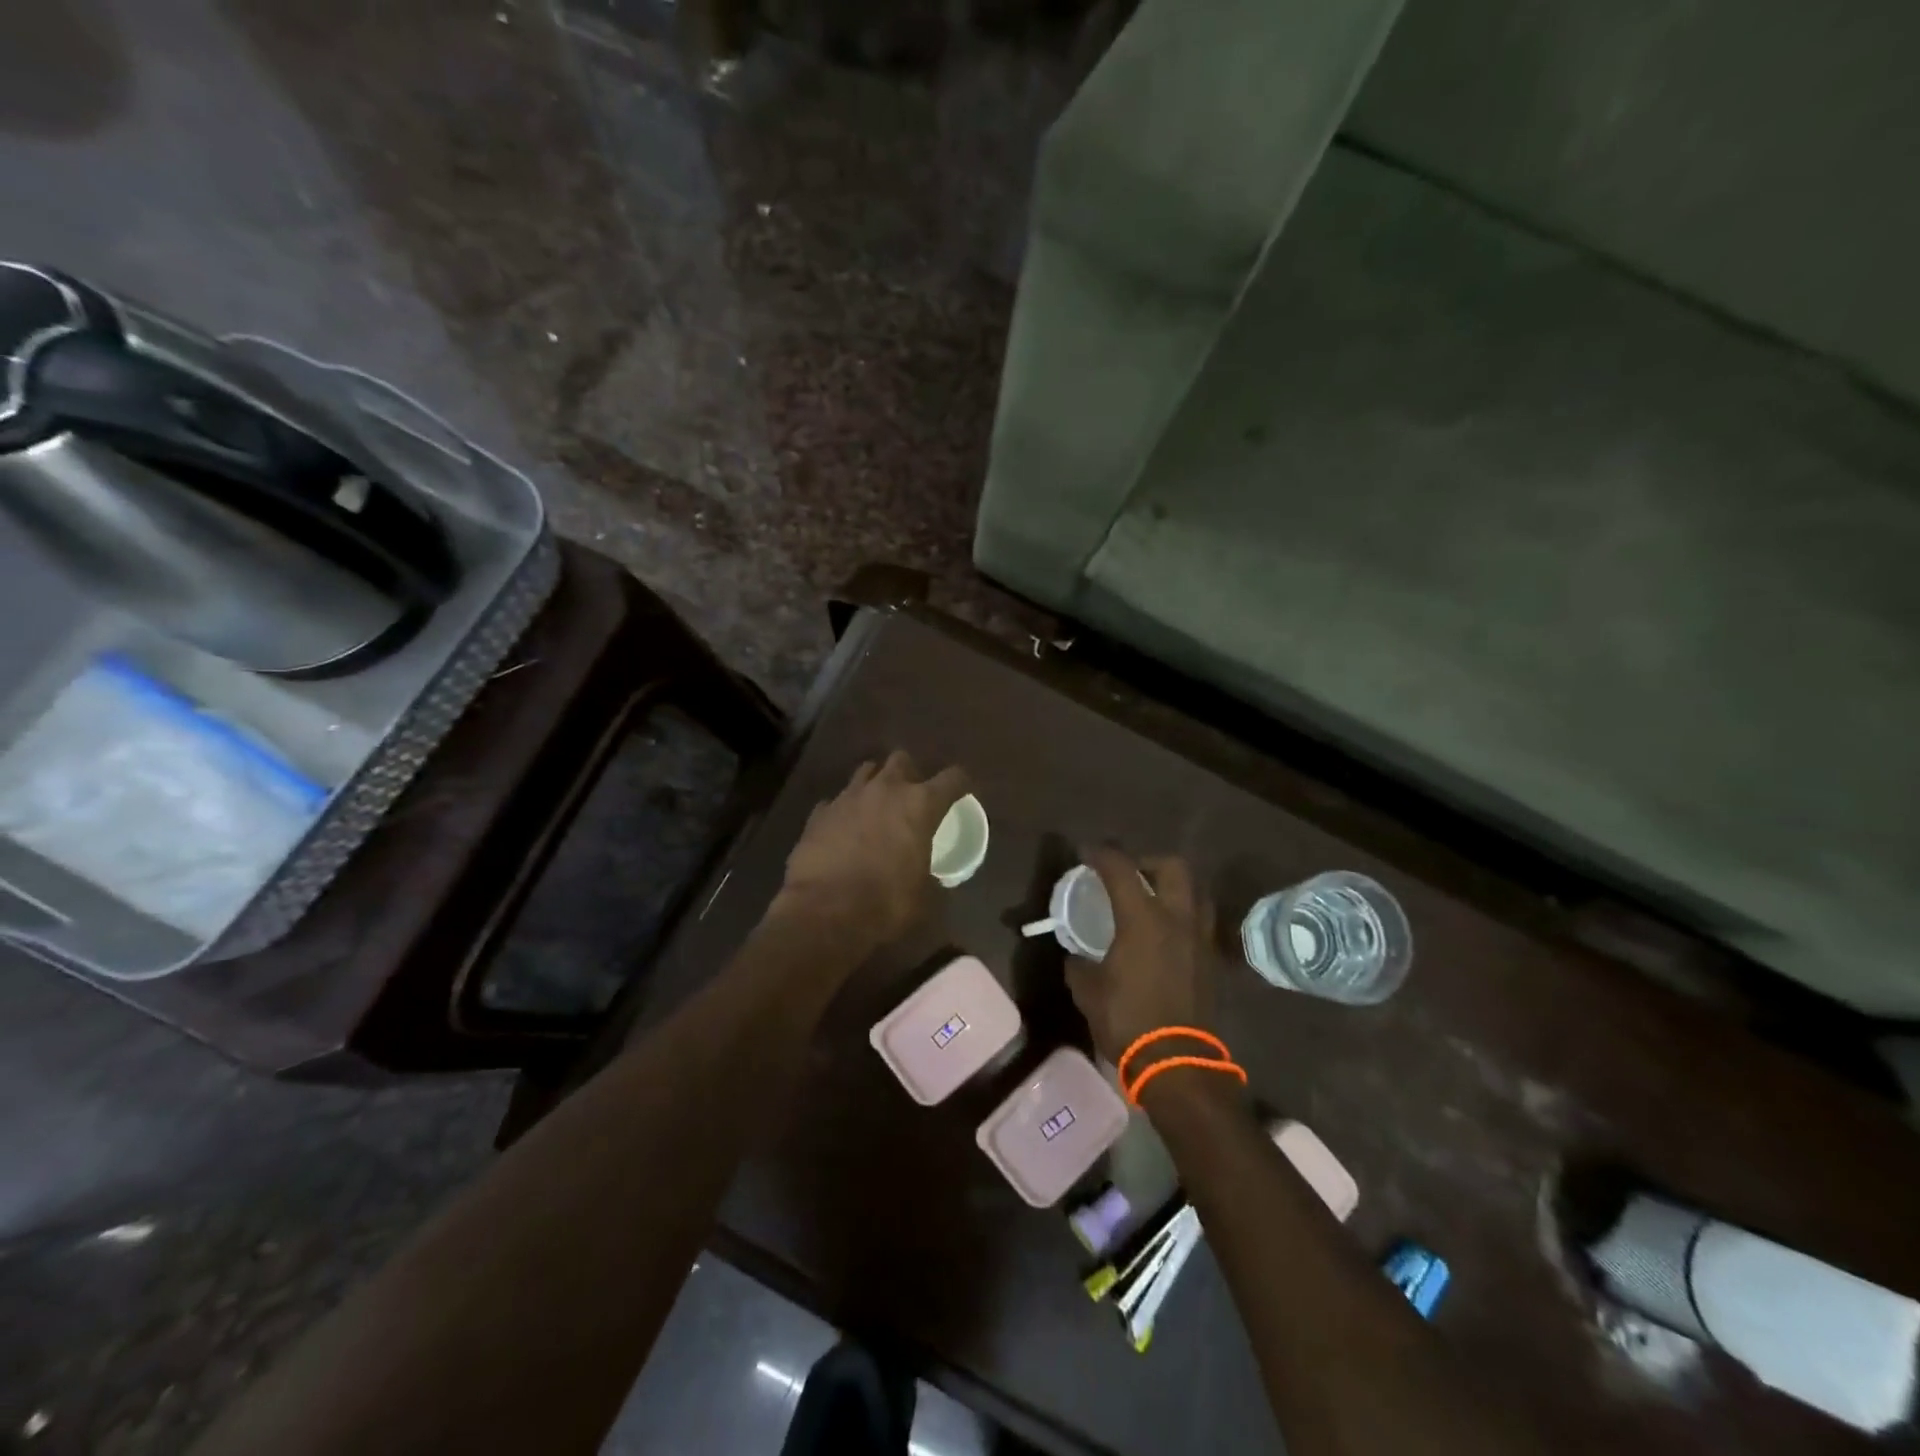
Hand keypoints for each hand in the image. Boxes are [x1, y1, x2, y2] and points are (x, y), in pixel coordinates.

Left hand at [779, 750, 968, 949]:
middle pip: (902, 760)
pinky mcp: (819, 812)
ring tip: (878, 805)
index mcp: (920, 805)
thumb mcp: (924, 896)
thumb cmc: (885, 903)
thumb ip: (931, 876)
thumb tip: (933, 879)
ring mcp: (848, 797)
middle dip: (911, 772)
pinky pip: (837, 800)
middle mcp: (885, 790)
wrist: (823, 911)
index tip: (963, 792)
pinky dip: (845, 810)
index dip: (961, 783)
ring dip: (876, 783)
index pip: (952, 778)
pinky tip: (844, 828)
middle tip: (913, 795)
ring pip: (866, 771)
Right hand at [1065, 848, 1217, 1067]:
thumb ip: (1079, 965)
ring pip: (1195, 890)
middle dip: (1148, 860)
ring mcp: (1200, 938)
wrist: (1178, 1063)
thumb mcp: (1088, 991)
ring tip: (1151, 898)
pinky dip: (1183, 913)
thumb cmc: (1128, 1021)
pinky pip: (1200, 920)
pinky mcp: (1211, 960)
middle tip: (1129, 873)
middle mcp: (1177, 918)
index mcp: (1143, 919)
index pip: (1121, 869)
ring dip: (1173, 885)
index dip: (1100, 854)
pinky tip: (1166, 932)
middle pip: (1173, 866)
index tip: (1085, 853)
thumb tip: (1075, 956)